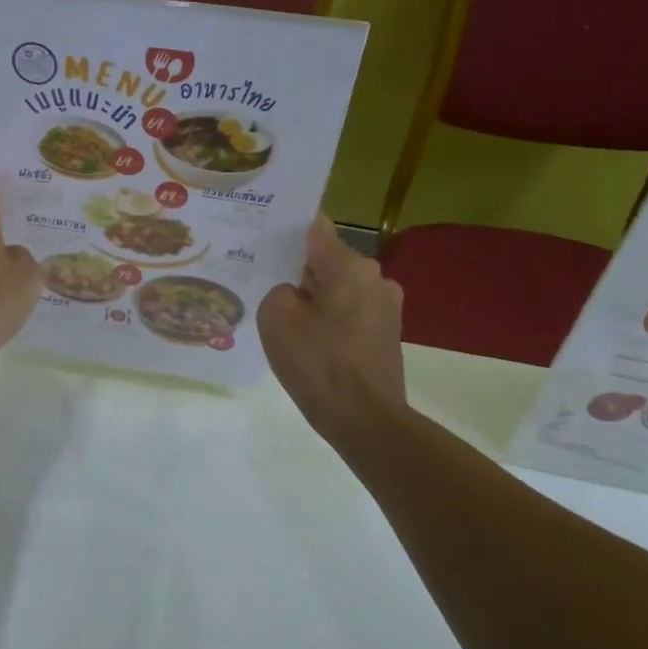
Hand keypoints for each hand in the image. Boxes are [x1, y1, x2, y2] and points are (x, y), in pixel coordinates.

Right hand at [259, 216, 405, 437]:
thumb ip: (279, 289)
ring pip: (338, 287)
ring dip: (314, 296)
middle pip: (327, 259)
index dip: (286, 228)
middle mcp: (375, 277)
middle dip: (297, 268)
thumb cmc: (318, 364)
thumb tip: (294, 292)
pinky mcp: (387, 334)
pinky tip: (307, 339)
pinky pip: (349, 312)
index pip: (314, 227)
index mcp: (349, 265)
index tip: (260, 232)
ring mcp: (386, 307)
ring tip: (282, 314)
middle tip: (261, 277)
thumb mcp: (276, 318)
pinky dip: (328, 318)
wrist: (365, 421)